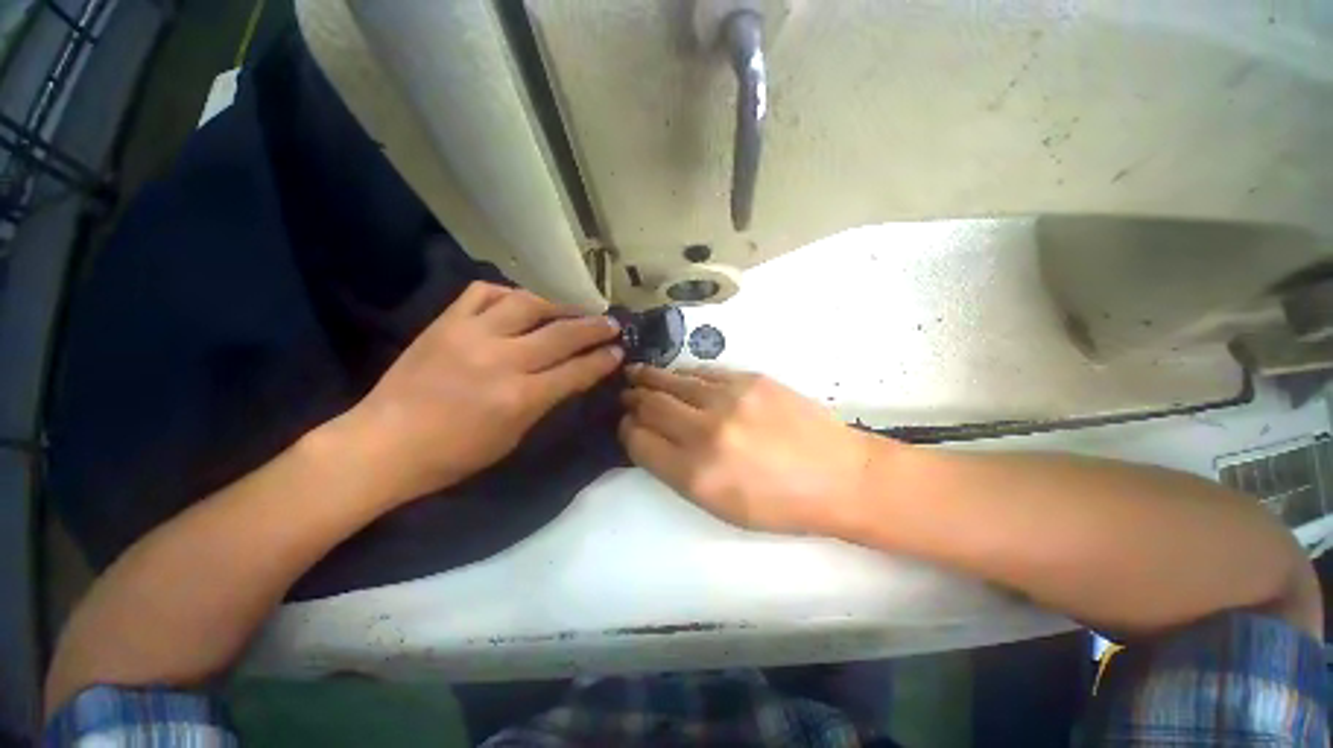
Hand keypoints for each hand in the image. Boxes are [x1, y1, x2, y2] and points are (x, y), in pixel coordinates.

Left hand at [339, 282, 622, 503]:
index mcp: (520, 397)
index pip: (576, 371)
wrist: (382, 444)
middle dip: (594, 328)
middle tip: (612, 323)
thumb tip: (571, 376)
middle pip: (562, 334)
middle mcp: (502, 359)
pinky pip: (484, 292)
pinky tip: (522, 301)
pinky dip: (510, 293)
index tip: (619, 351)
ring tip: (574, 308)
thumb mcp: (513, 437)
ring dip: (559, 304)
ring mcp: (471, 334)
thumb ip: (545, 401)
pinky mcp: (446, 322)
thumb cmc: (453, 455)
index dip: (602, 360)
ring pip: (529, 303)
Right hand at [619, 366, 878, 535]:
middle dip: (633, 400)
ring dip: (650, 378)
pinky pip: (702, 372)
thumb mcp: (720, 506)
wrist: (839, 476)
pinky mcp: (749, 379)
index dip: (627, 431)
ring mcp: (729, 399)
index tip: (625, 425)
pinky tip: (676, 375)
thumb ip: (678, 472)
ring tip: (636, 373)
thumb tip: (650, 439)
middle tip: (626, 395)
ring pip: (673, 381)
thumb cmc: (779, 504)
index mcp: (696, 474)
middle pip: (651, 406)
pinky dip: (683, 374)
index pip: (640, 442)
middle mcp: (706, 432)